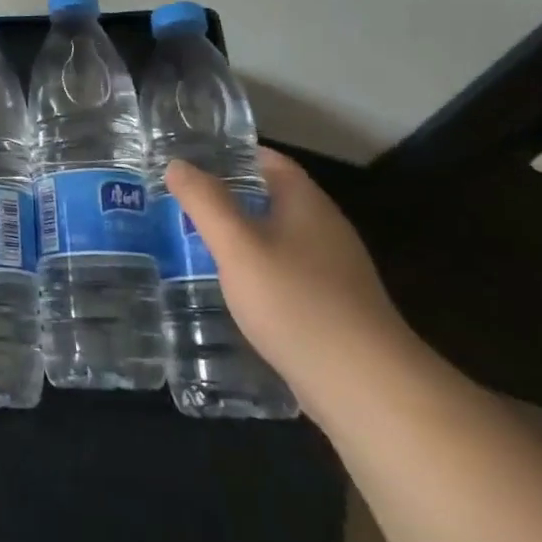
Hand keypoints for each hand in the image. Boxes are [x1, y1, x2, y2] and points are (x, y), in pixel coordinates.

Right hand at [164, 149, 418, 424]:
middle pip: (273, 199)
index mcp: (307, 204)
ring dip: (241, 237)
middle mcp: (325, 230)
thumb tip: (178, 164)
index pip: (269, 160)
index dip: (232, 154)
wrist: (364, 387)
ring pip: (278, 239)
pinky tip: (230, 289)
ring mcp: (333, 272)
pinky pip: (286, 274)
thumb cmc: (295, 302)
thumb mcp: (237, 245)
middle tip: (180, 202)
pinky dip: (256, 271)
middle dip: (229, 196)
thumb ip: (205, 202)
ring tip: (193, 242)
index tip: (190, 160)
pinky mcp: (332, 309)